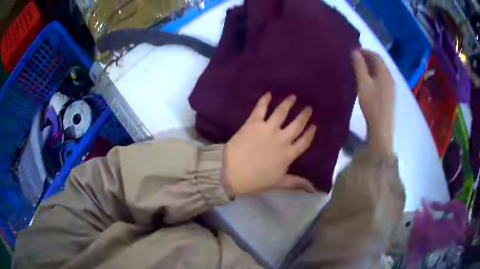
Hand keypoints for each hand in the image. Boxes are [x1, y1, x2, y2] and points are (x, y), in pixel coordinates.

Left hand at [223, 93, 316, 195]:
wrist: (232, 173)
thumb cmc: (256, 180)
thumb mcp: (279, 183)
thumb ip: (297, 183)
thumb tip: (314, 189)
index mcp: (289, 154)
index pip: (304, 141)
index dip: (310, 133)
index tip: (314, 125)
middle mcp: (282, 139)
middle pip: (297, 124)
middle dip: (304, 115)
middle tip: (308, 108)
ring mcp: (268, 129)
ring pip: (281, 112)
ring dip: (288, 103)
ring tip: (293, 97)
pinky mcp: (253, 123)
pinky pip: (261, 109)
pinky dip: (264, 100)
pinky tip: (268, 94)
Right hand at [352, 49, 394, 155]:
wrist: (381, 129)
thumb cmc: (372, 105)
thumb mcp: (363, 84)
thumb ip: (359, 66)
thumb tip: (355, 51)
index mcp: (385, 73)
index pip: (376, 56)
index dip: (365, 51)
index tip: (354, 51)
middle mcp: (390, 78)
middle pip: (380, 63)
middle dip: (368, 59)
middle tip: (355, 60)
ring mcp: (391, 88)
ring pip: (381, 72)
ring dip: (370, 68)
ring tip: (359, 70)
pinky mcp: (389, 96)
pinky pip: (382, 80)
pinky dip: (374, 76)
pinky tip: (367, 82)